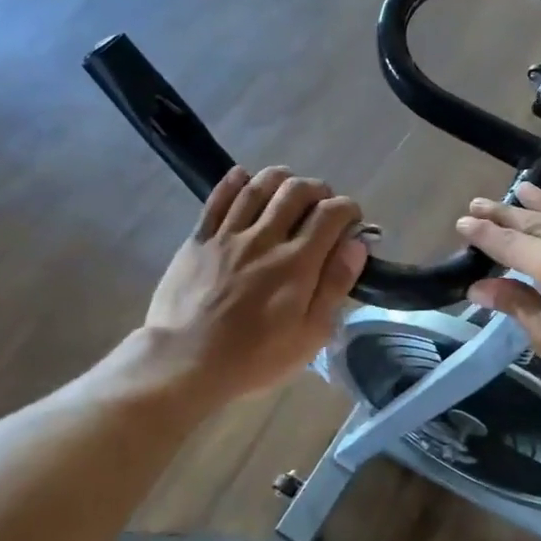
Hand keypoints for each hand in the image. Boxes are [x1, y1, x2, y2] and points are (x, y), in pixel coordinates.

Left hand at [142, 166, 367, 402]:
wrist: (183, 361)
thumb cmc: (254, 357)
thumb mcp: (309, 335)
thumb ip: (335, 285)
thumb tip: (357, 244)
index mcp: (297, 263)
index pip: (331, 214)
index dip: (348, 210)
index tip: (352, 222)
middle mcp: (264, 238)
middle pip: (296, 190)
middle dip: (318, 190)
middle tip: (322, 207)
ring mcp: (228, 234)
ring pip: (258, 185)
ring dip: (281, 179)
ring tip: (289, 191)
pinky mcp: (199, 238)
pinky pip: (218, 197)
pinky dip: (235, 181)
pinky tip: (244, 179)